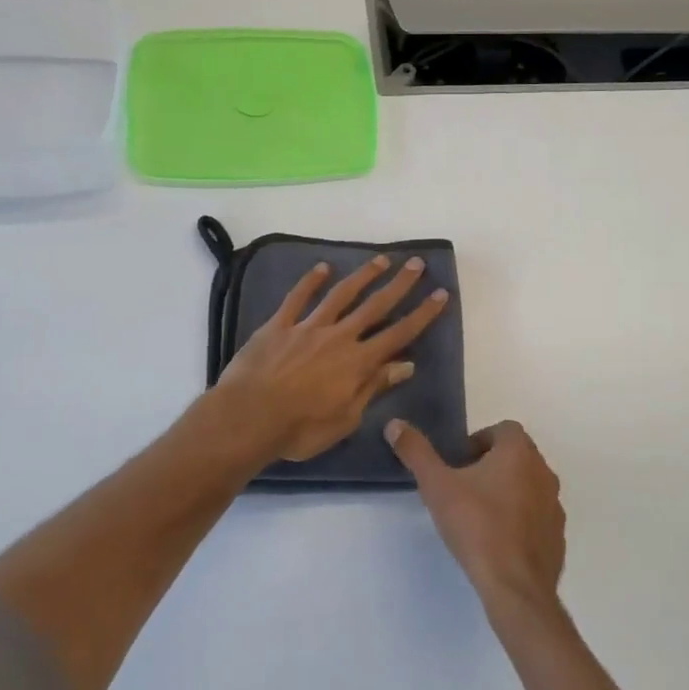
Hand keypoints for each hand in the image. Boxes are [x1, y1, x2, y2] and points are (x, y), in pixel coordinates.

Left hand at [218, 255, 449, 461]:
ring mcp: (308, 327)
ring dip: (363, 276)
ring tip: (381, 260)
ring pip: (341, 295)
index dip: (422, 314)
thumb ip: (374, 387)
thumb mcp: (346, 418)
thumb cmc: (300, 429)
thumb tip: (406, 364)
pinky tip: (322, 267)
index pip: (399, 333)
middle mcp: (339, 337)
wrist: (247, 417)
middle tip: (416, 263)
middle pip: (375, 306)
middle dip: (399, 284)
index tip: (440, 294)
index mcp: (358, 362)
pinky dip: (310, 281)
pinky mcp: (280, 324)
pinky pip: (297, 298)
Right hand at [385, 419, 564, 616]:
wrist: (516, 587)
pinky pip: (536, 517)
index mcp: (519, 452)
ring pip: (527, 486)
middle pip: (516, 456)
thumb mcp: (437, 486)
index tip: (457, 464)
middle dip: (490, 466)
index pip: (502, 430)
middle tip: (462, 488)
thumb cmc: (477, 526)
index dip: (478, 442)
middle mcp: (543, 471)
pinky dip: (519, 520)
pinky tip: (497, 541)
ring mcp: (555, 505)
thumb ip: (416, 452)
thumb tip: (394, 424)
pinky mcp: (557, 536)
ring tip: (478, 515)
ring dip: (506, 492)